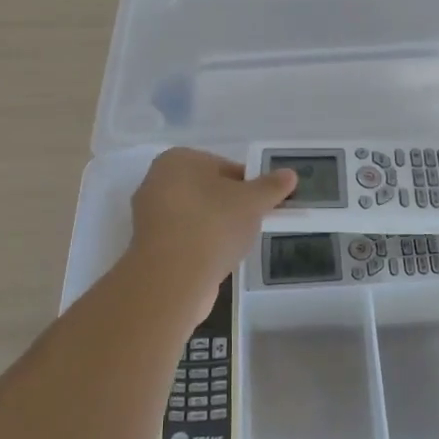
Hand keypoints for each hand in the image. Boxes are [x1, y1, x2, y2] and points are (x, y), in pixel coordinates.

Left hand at [127, 149, 296, 311]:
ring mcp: (148, 215)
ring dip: (216, 227)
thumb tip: (289, 174)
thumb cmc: (213, 225)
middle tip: (253, 224)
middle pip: (208, 190)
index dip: (249, 185)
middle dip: (231, 205)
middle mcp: (156, 181)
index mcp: (178, 159)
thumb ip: (271, 186)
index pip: (224, 166)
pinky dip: (201, 246)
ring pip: (195, 215)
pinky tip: (216, 261)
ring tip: (236, 246)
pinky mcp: (148, 246)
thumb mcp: (252, 202)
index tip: (264, 205)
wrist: (172, 279)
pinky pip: (184, 238)